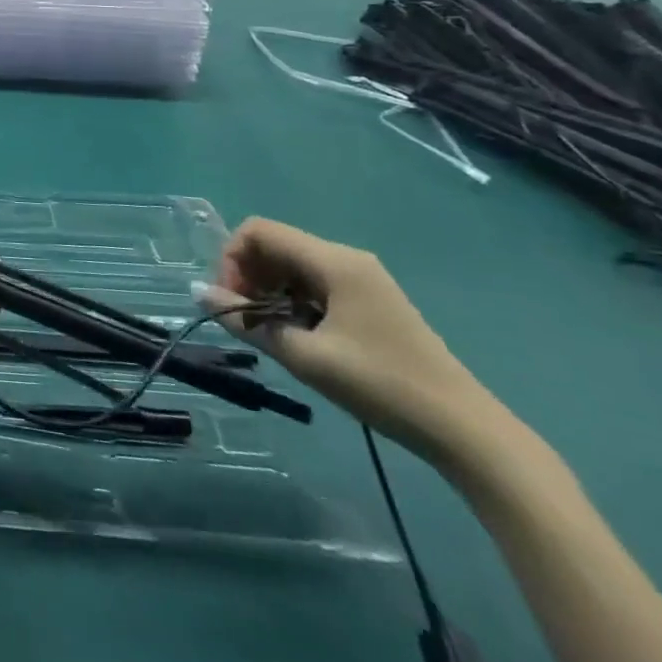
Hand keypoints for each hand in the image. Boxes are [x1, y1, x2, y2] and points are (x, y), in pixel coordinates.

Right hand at [197, 218, 503, 464]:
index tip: (231, 301)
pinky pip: (314, 285)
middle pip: (275, 245)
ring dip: (268, 290)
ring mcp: (361, 279)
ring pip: (292, 266)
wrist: (464, 431)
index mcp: (333, 261)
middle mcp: (346, 258)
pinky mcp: (369, 301)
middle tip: (244, 320)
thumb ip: (246, 321)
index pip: (259, 231)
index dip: (232, 259)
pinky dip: (292, 301)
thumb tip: (196, 293)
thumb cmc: (381, 385)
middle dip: (247, 276)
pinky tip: (298, 336)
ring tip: (269, 332)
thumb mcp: (305, 356)